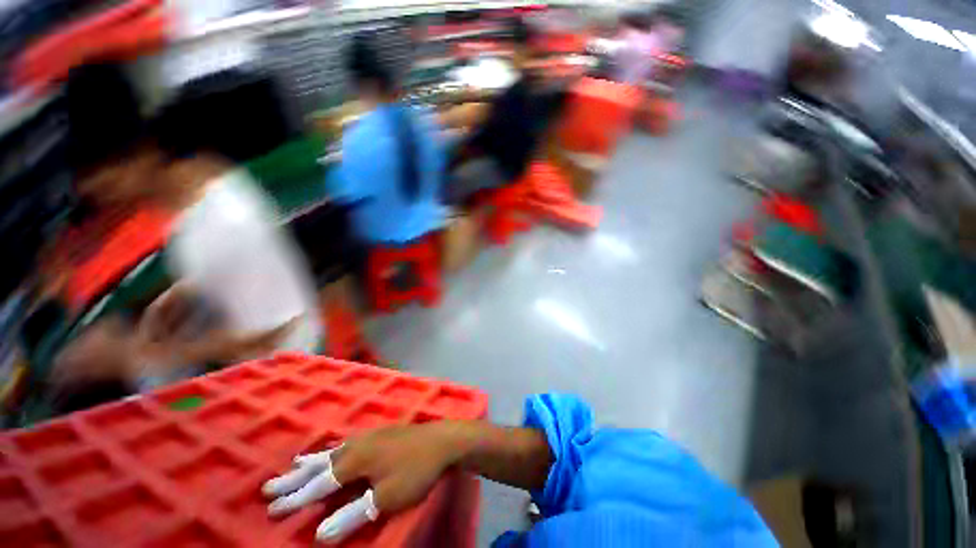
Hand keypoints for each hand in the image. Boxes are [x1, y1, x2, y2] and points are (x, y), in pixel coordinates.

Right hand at [263, 423, 464, 543]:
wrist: (443, 440)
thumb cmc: (416, 470)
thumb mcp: (386, 498)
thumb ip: (353, 515)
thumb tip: (319, 534)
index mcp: (355, 461)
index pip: (318, 485)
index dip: (295, 499)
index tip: (271, 509)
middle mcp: (357, 445)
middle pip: (320, 464)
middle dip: (294, 478)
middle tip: (268, 486)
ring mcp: (370, 437)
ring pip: (333, 450)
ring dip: (312, 461)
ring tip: (294, 464)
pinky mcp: (381, 435)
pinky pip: (348, 442)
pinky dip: (333, 449)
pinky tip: (335, 449)